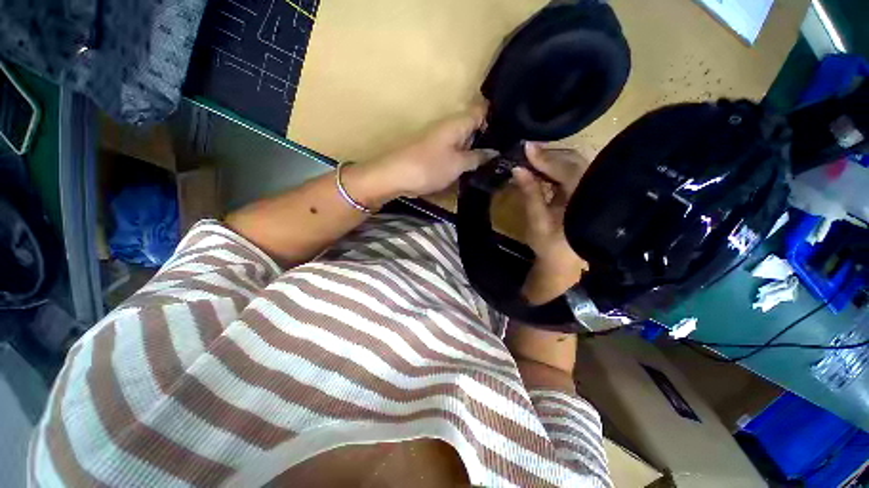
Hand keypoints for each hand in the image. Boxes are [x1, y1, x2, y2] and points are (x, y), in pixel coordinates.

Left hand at [361, 106, 498, 198]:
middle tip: (509, 150)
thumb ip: (477, 157)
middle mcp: (451, 125)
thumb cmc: (429, 167)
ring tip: (498, 159)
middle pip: (475, 125)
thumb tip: (495, 152)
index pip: (483, 110)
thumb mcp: (458, 164)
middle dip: (490, 135)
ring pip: (466, 139)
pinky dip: (465, 156)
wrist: (396, 176)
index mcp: (458, 122)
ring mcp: (442, 138)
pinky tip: (475, 165)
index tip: (514, 130)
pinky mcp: (435, 151)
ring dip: (478, 148)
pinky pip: (456, 149)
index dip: (498, 116)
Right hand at [512, 143, 589, 304]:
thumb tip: (517, 169)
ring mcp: (591, 189)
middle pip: (573, 161)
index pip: (566, 169)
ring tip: (531, 158)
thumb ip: (530, 193)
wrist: (563, 262)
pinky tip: (541, 169)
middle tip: (525, 152)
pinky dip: (555, 168)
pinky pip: (571, 172)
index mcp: (583, 198)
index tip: (526, 146)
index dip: (545, 157)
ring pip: (573, 164)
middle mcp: (593, 189)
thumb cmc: (549, 246)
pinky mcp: (584, 192)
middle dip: (548, 155)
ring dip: (551, 160)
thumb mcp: (537, 221)